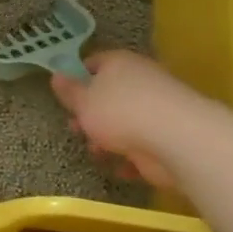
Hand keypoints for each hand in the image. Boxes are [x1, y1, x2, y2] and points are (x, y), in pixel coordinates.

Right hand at [49, 50, 193, 189]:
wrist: (176, 140)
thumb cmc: (120, 113)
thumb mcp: (83, 102)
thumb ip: (69, 91)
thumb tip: (56, 75)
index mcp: (119, 64)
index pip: (94, 63)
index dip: (77, 77)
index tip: (64, 96)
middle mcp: (140, 80)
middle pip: (109, 94)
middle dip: (90, 114)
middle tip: (76, 128)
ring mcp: (157, 109)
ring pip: (125, 121)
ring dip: (108, 138)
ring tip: (96, 153)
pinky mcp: (167, 136)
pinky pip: (142, 144)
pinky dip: (130, 157)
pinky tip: (120, 168)